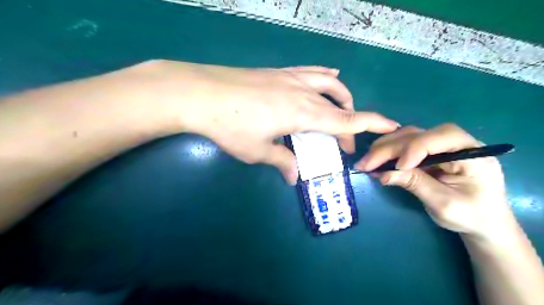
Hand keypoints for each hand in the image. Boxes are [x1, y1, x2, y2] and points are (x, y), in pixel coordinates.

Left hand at [134, 59, 397, 183]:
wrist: (201, 93)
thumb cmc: (230, 125)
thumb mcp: (257, 151)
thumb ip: (281, 161)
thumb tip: (295, 176)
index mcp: (303, 114)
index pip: (346, 120)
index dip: (371, 124)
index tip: (391, 126)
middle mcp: (303, 93)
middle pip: (340, 106)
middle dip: (350, 124)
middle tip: (344, 143)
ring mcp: (291, 78)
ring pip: (329, 84)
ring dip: (342, 98)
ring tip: (343, 109)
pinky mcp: (278, 71)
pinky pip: (311, 71)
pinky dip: (325, 77)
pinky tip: (329, 77)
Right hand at [356, 124, 515, 240]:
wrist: (482, 222)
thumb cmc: (471, 216)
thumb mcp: (444, 204)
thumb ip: (416, 184)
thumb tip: (383, 174)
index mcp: (473, 153)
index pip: (442, 136)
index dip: (416, 148)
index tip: (397, 167)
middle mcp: (456, 143)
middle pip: (418, 135)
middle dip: (389, 149)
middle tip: (365, 164)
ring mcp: (440, 146)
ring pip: (407, 136)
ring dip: (384, 148)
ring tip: (366, 162)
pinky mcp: (428, 152)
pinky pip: (404, 145)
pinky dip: (387, 152)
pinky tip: (375, 162)